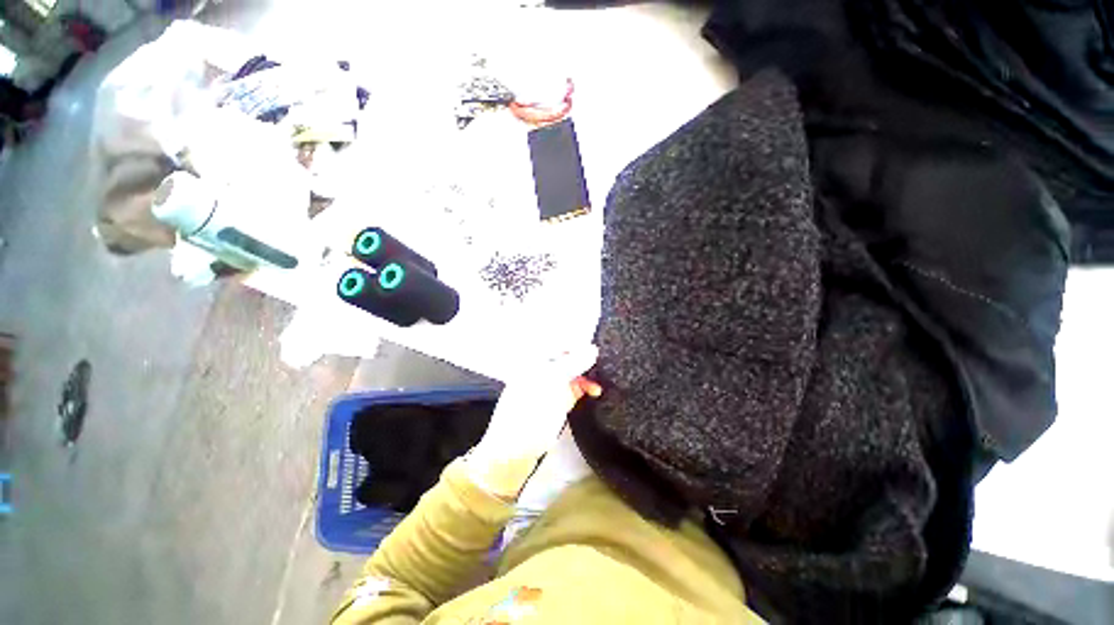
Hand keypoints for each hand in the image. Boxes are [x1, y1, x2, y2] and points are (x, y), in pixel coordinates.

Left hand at [466, 346, 600, 499]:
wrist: (514, 451)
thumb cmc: (531, 410)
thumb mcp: (553, 381)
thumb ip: (574, 363)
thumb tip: (593, 348)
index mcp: (535, 360)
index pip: (560, 344)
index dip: (579, 346)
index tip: (598, 353)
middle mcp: (542, 370)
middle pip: (567, 358)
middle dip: (585, 362)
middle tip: (604, 368)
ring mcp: (549, 387)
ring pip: (572, 374)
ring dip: (586, 377)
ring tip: (601, 384)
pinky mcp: (556, 402)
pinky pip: (573, 389)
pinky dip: (584, 389)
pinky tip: (595, 392)